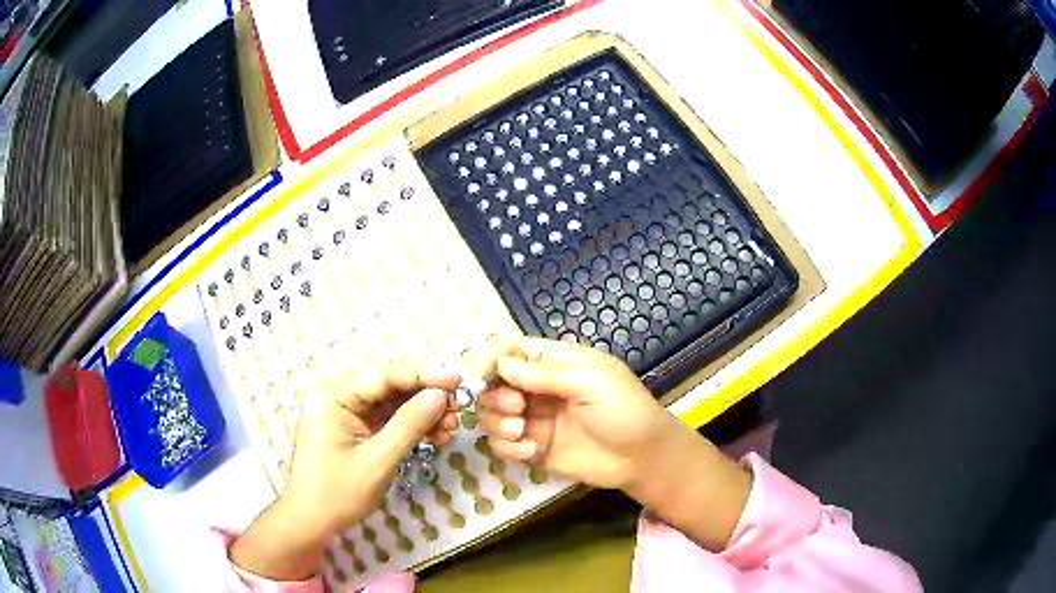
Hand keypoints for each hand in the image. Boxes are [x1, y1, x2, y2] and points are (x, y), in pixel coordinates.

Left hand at [231, 360, 460, 579]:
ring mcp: (347, 411)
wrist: (312, 520)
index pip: (384, 376)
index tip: (458, 379)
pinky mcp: (355, 427)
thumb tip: (440, 395)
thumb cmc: (337, 492)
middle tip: (460, 407)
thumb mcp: (377, 461)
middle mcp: (338, 394)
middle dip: (426, 397)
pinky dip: (412, 426)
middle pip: (390, 386)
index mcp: (333, 395)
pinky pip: (388, 418)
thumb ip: (409, 425)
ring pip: (393, 402)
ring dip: (423, 413)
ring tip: (452, 426)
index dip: (423, 376)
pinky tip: (437, 434)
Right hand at [480, 338, 752, 549]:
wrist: (643, 457)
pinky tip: (530, 451)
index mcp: (554, 362)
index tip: (481, 372)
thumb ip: (546, 373)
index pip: (510, 349)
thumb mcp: (592, 382)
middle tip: (517, 408)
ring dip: (497, 422)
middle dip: (494, 394)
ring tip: (521, 432)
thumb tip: (502, 364)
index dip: (491, 357)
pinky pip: (502, 443)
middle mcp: (537, 388)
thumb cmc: (625, 410)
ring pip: (492, 413)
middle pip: (493, 382)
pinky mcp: (533, 447)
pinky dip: (507, 446)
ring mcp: (534, 419)